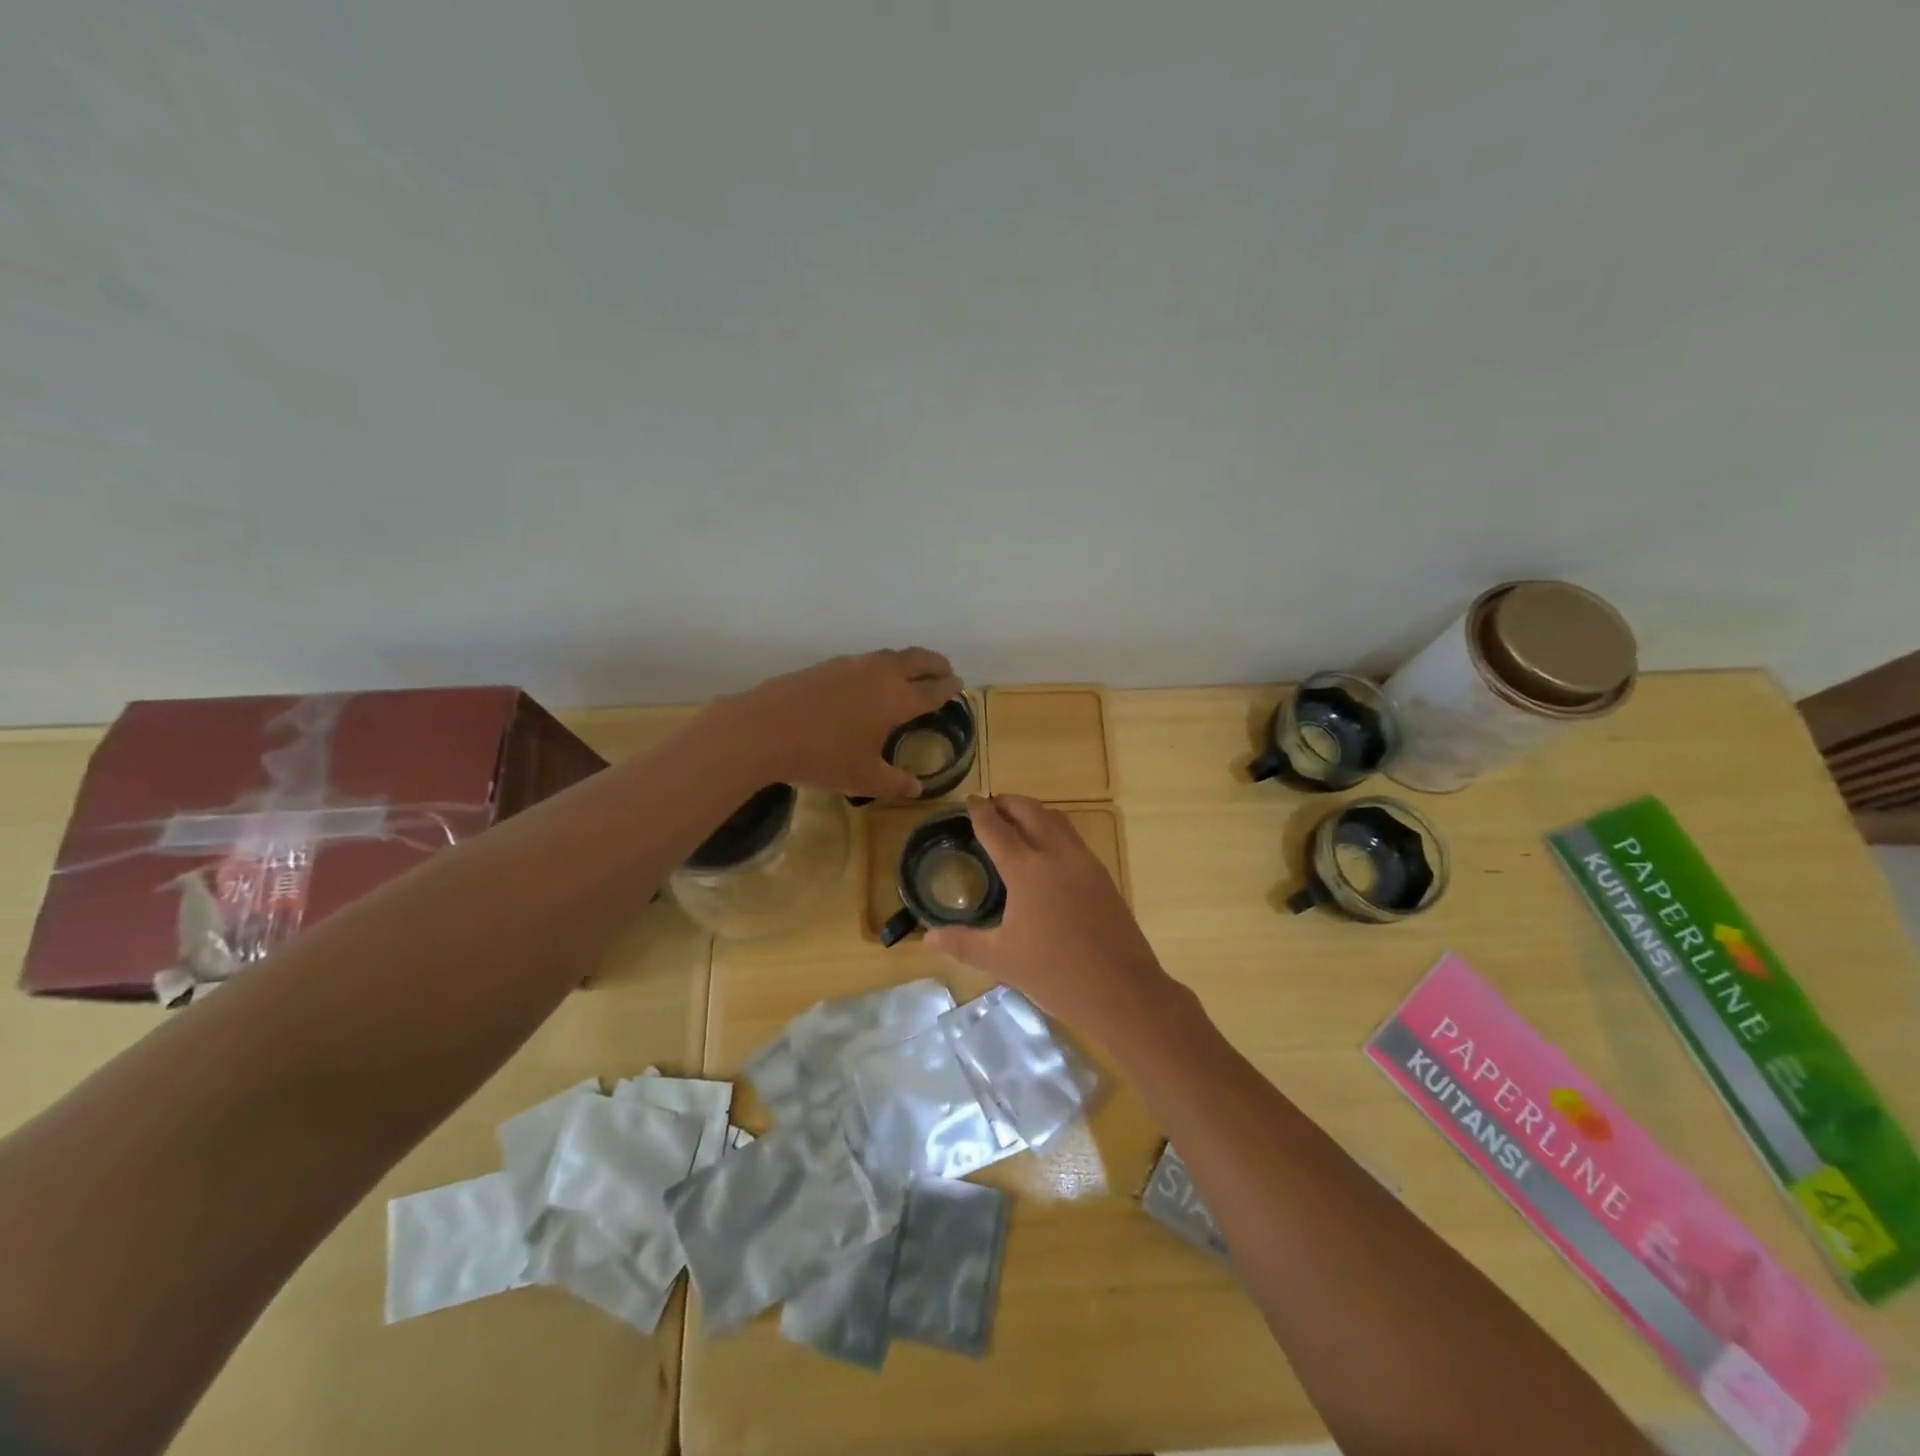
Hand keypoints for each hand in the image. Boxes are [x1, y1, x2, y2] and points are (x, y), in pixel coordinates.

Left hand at [715, 648, 961, 799]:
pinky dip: (879, 666)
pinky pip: (864, 661)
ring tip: (910, 672)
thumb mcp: (863, 778)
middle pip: (916, 660)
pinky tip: (868, 681)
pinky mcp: (826, 665)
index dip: (948, 688)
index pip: (932, 690)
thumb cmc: (822, 756)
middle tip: (945, 670)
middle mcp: (879, 675)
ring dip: (907, 661)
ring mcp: (850, 665)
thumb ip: (894, 783)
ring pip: (889, 656)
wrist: (764, 729)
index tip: (958, 684)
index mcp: (896, 700)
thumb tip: (917, 788)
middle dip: (935, 663)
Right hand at [926, 796, 1175, 1043]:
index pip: (997, 829)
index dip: (980, 812)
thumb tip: (929, 936)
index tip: (969, 800)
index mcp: (1027, 870)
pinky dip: (1054, 829)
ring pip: (1057, 820)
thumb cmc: (1055, 973)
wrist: (1121, 989)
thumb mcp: (1002, 960)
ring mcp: (1084, 862)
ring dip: (1033, 811)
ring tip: (1017, 820)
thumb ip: (963, 943)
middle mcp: (1057, 855)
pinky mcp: (1102, 876)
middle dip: (1008, 802)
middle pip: (1030, 812)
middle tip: (991, 805)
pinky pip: (1073, 838)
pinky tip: (1047, 851)